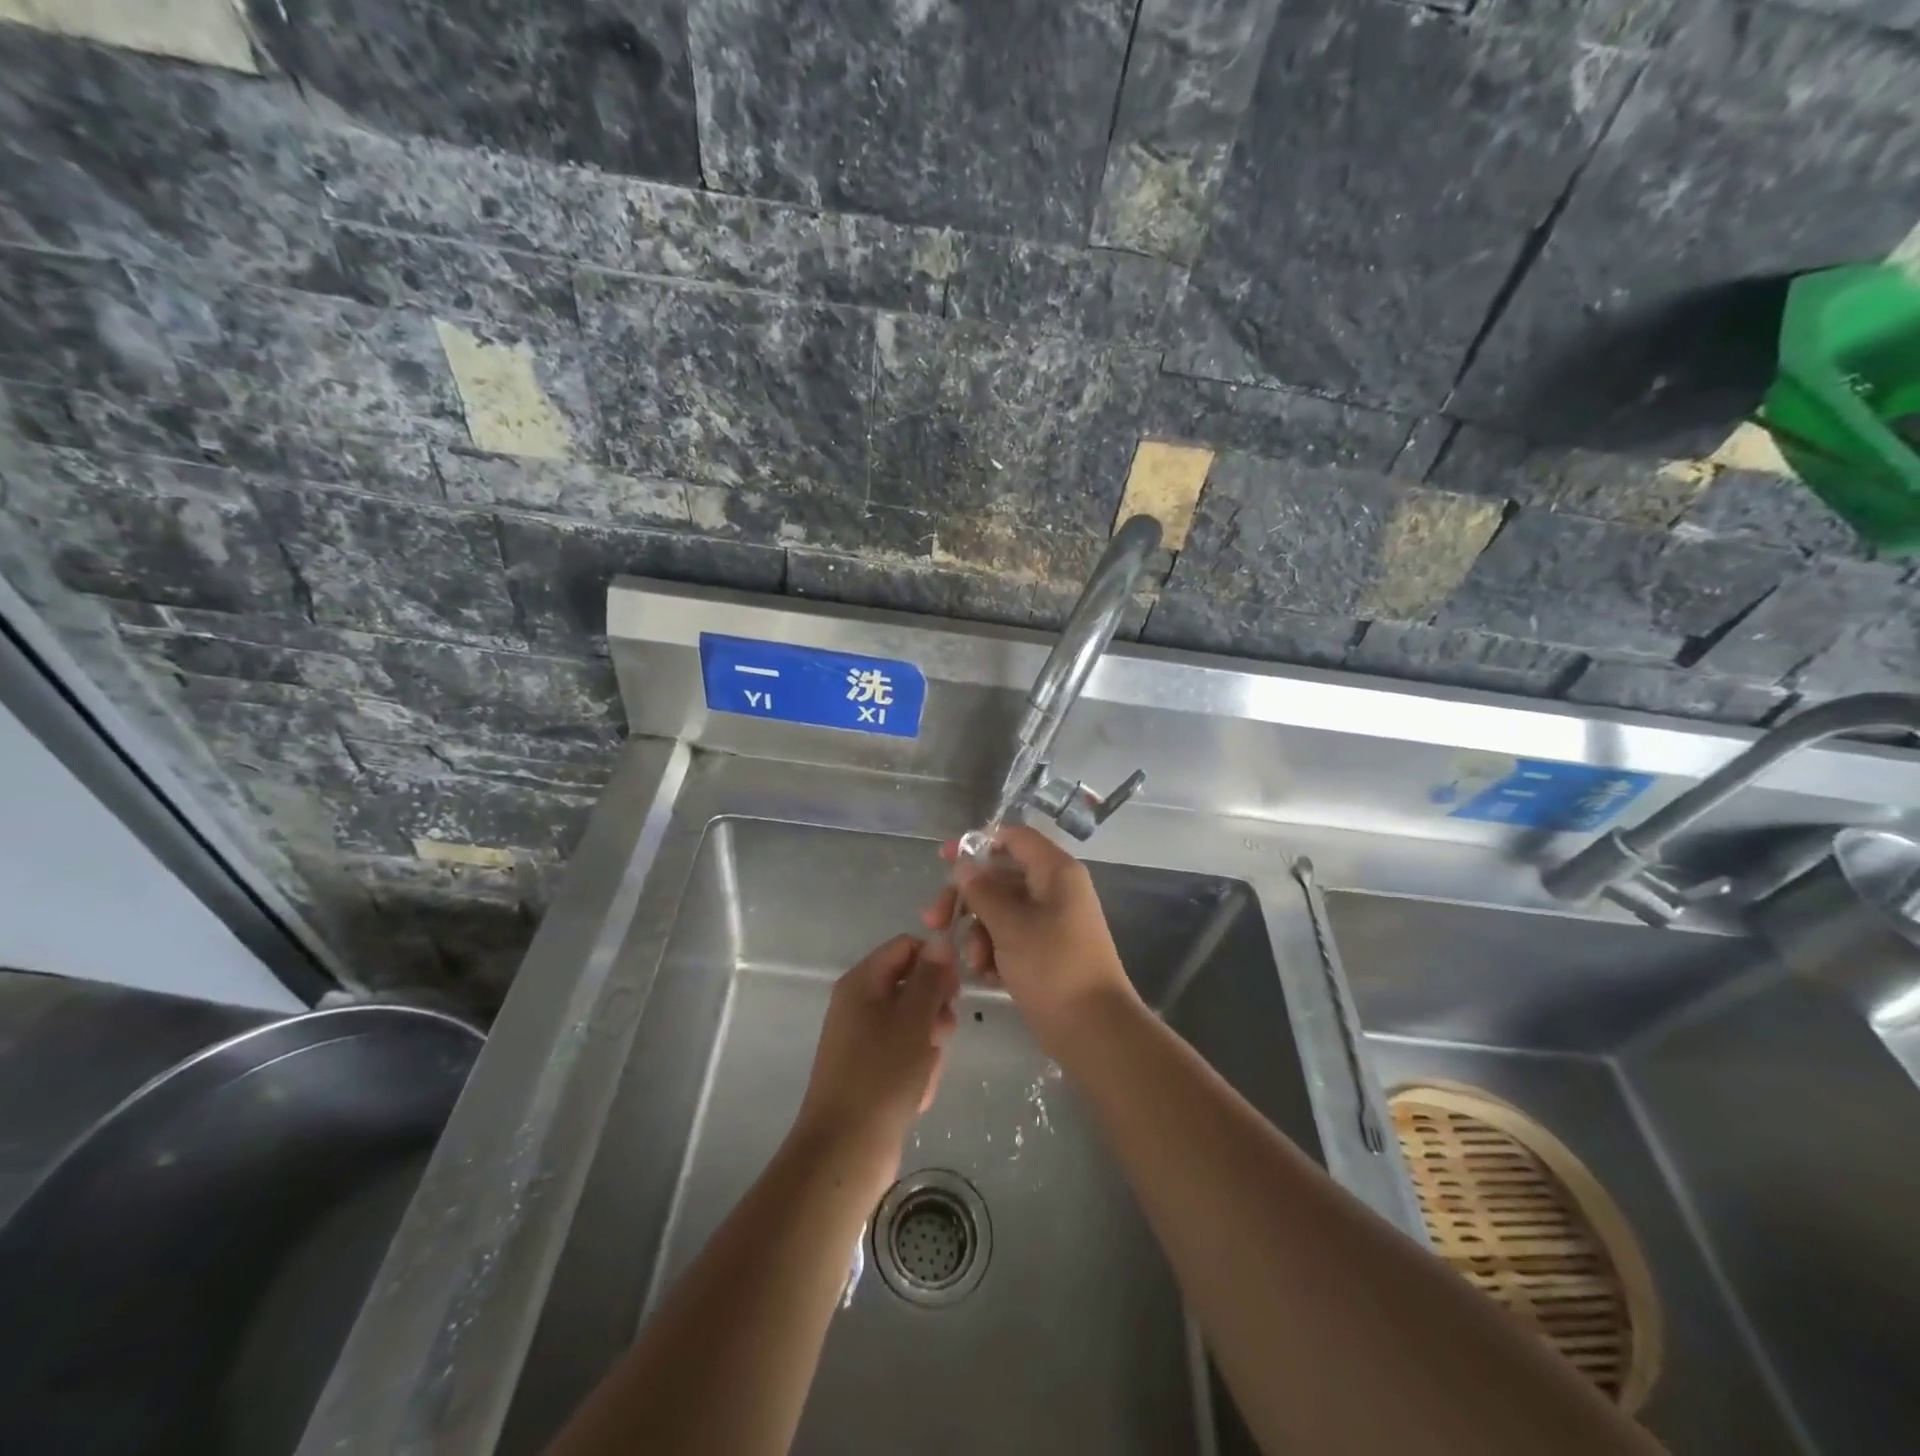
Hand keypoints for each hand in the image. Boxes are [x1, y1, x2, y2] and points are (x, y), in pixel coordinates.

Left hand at [792, 934, 959, 1198]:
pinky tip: (917, 1094)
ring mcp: (862, 1039)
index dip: (935, 961)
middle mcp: (858, 1004)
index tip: (955, 991)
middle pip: (911, 985)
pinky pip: (903, 1055)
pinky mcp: (869, 1071)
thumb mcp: (913, 1020)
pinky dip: (916, 1070)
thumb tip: (939, 943)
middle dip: (934, 1010)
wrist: (845, 1151)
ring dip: (929, 1045)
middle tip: (942, 1034)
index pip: (906, 947)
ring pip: (913, 1024)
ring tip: (926, 1073)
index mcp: (862, 982)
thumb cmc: (881, 1076)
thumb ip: (930, 978)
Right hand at [923, 826, 1137, 1057]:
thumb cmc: (1053, 967)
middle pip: (1001, 877)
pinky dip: (994, 951)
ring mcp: (1051, 922)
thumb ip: (982, 892)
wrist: (1094, 1030)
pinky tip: (985, 974)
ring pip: (1001, 911)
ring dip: (978, 932)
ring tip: (973, 963)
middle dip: (967, 899)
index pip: (1014, 838)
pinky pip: (1011, 937)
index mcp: (1055, 872)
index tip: (943, 859)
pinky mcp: (1046, 951)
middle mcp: (1055, 890)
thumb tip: (964, 866)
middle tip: (935, 922)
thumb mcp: (1010, 926)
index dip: (978, 844)